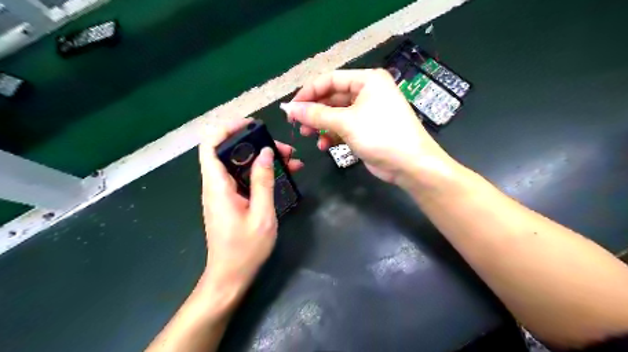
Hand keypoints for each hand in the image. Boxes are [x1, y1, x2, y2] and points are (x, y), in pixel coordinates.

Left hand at [198, 117, 301, 293]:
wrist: (230, 276)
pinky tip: (282, 175)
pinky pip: (243, 178)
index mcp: (218, 186)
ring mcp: (222, 193)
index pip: (210, 145)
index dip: (227, 128)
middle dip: (257, 145)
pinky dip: (261, 173)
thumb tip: (265, 152)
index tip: (252, 125)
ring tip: (292, 161)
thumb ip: (263, 181)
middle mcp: (215, 185)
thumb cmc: (245, 249)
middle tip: (286, 149)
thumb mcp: (262, 214)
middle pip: (230, 151)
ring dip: (263, 159)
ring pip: (240, 164)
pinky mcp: (230, 200)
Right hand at [282, 68, 454, 189]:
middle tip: (296, 123)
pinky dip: (333, 135)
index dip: (308, 93)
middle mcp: (367, 92)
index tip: (291, 107)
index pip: (330, 80)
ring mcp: (367, 112)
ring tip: (308, 135)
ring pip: (336, 114)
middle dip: (314, 111)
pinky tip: (324, 145)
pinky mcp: (366, 129)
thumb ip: (316, 115)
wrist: (410, 164)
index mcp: (367, 80)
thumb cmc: (380, 135)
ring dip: (321, 125)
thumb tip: (290, 109)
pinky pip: (343, 128)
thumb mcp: (346, 122)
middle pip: (332, 98)